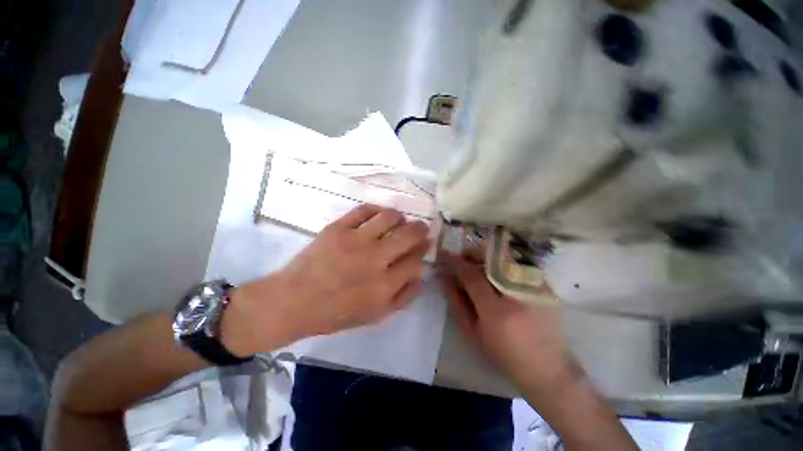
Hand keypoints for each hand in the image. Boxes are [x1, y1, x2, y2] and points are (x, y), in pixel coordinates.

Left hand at [222, 205, 430, 355]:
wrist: (293, 301)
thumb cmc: (336, 313)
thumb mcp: (376, 316)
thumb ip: (404, 297)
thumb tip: (421, 274)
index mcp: (384, 286)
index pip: (416, 260)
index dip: (423, 251)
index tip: (423, 247)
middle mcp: (374, 260)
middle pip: (409, 235)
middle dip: (420, 230)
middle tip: (421, 228)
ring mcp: (355, 240)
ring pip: (389, 217)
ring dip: (400, 217)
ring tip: (400, 220)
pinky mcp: (337, 228)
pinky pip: (364, 210)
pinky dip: (377, 210)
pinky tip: (379, 215)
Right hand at [438, 252, 573, 389]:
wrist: (547, 367)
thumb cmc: (504, 354)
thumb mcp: (474, 332)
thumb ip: (458, 303)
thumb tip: (446, 280)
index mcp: (497, 312)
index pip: (472, 276)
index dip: (457, 263)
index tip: (447, 256)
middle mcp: (518, 295)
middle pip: (490, 261)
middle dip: (472, 255)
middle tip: (462, 258)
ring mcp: (536, 288)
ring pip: (503, 259)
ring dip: (485, 257)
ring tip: (476, 264)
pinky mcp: (546, 286)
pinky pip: (518, 265)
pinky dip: (502, 264)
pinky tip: (496, 272)